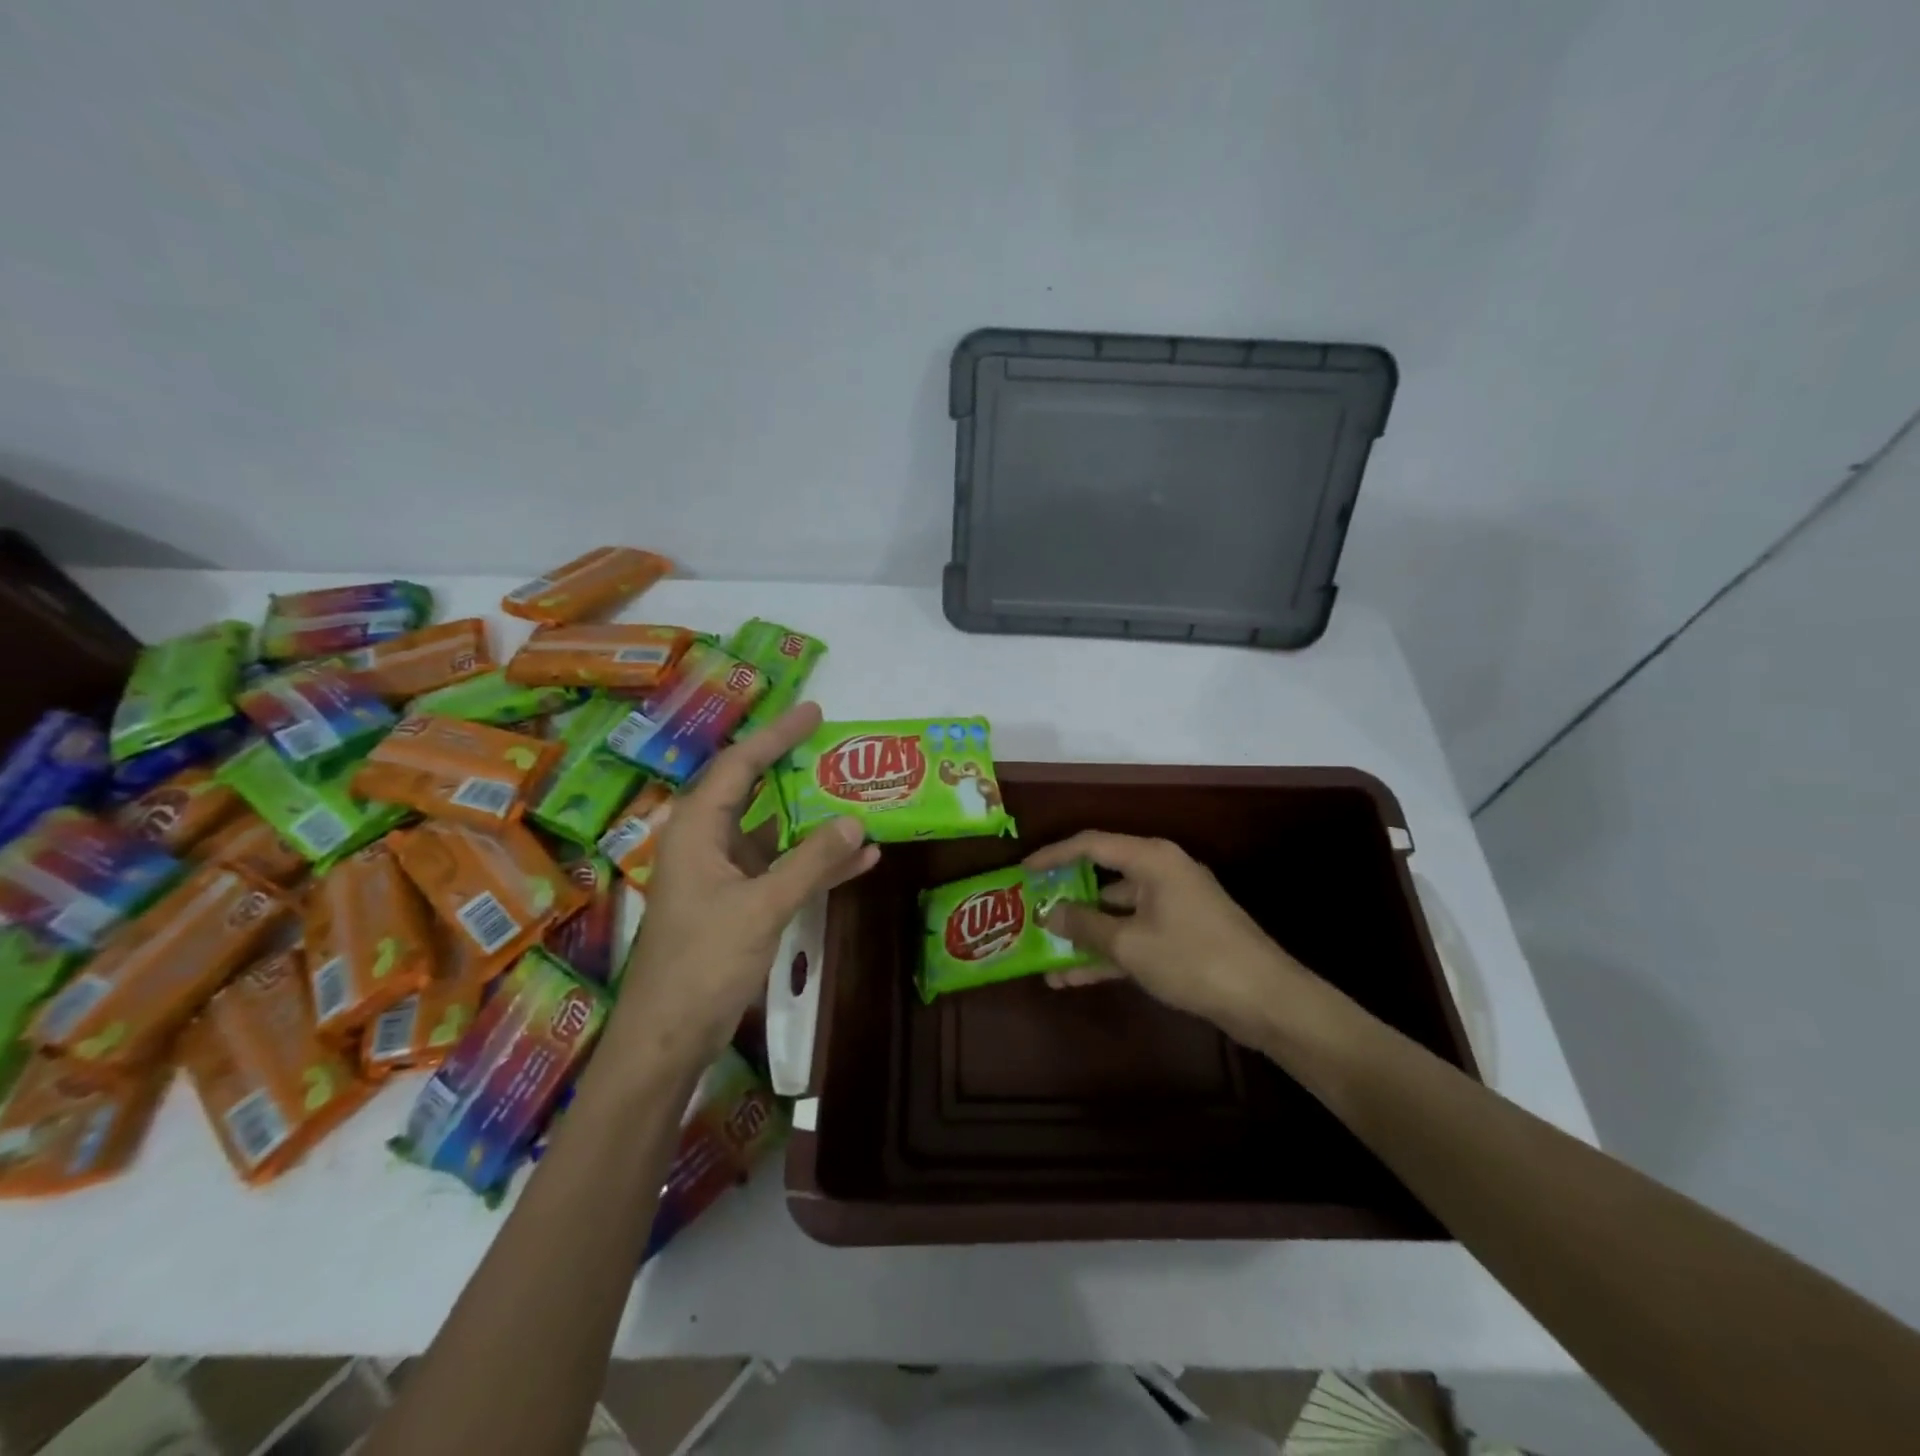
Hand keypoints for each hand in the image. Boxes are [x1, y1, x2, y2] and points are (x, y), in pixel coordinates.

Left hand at [607, 702, 877, 1071]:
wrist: (668, 1038)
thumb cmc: (703, 963)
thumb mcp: (762, 907)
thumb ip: (810, 863)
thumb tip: (855, 820)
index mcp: (698, 830)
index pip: (739, 766)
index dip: (776, 736)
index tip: (813, 712)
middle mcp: (708, 843)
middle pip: (754, 791)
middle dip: (795, 769)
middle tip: (837, 749)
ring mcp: (725, 875)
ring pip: (774, 832)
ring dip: (814, 820)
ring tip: (859, 796)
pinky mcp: (740, 903)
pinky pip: (783, 870)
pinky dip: (817, 863)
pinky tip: (859, 858)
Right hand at [1025, 831, 1307, 1046]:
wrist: (1266, 1000)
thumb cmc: (1193, 959)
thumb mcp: (1130, 944)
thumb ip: (1084, 925)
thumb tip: (1050, 912)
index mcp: (1151, 859)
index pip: (1091, 844)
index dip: (1053, 855)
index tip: (1023, 870)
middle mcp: (1161, 873)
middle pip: (1102, 877)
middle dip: (1065, 898)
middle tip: (1030, 911)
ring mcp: (1172, 906)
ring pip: (1115, 912)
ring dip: (1083, 935)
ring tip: (1043, 953)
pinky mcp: (1180, 936)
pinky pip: (1133, 935)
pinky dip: (1107, 952)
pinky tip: (1072, 977)